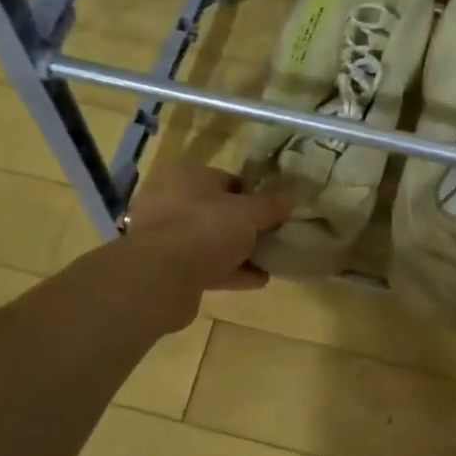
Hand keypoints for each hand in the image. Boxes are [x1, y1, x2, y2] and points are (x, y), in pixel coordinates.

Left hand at [123, 161, 293, 326]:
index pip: (226, 180)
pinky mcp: (164, 267)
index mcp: (186, 175)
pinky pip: (203, 265)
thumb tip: (294, 195)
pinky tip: (256, 280)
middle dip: (245, 226)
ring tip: (269, 262)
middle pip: (217, 211)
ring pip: (209, 240)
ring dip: (238, 252)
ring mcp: (163, 235)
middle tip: (272, 237)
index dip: (254, 195)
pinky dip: (229, 271)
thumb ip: (272, 204)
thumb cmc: (207, 228)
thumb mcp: (249, 212)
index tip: (275, 212)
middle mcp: (169, 200)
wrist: (162, 276)